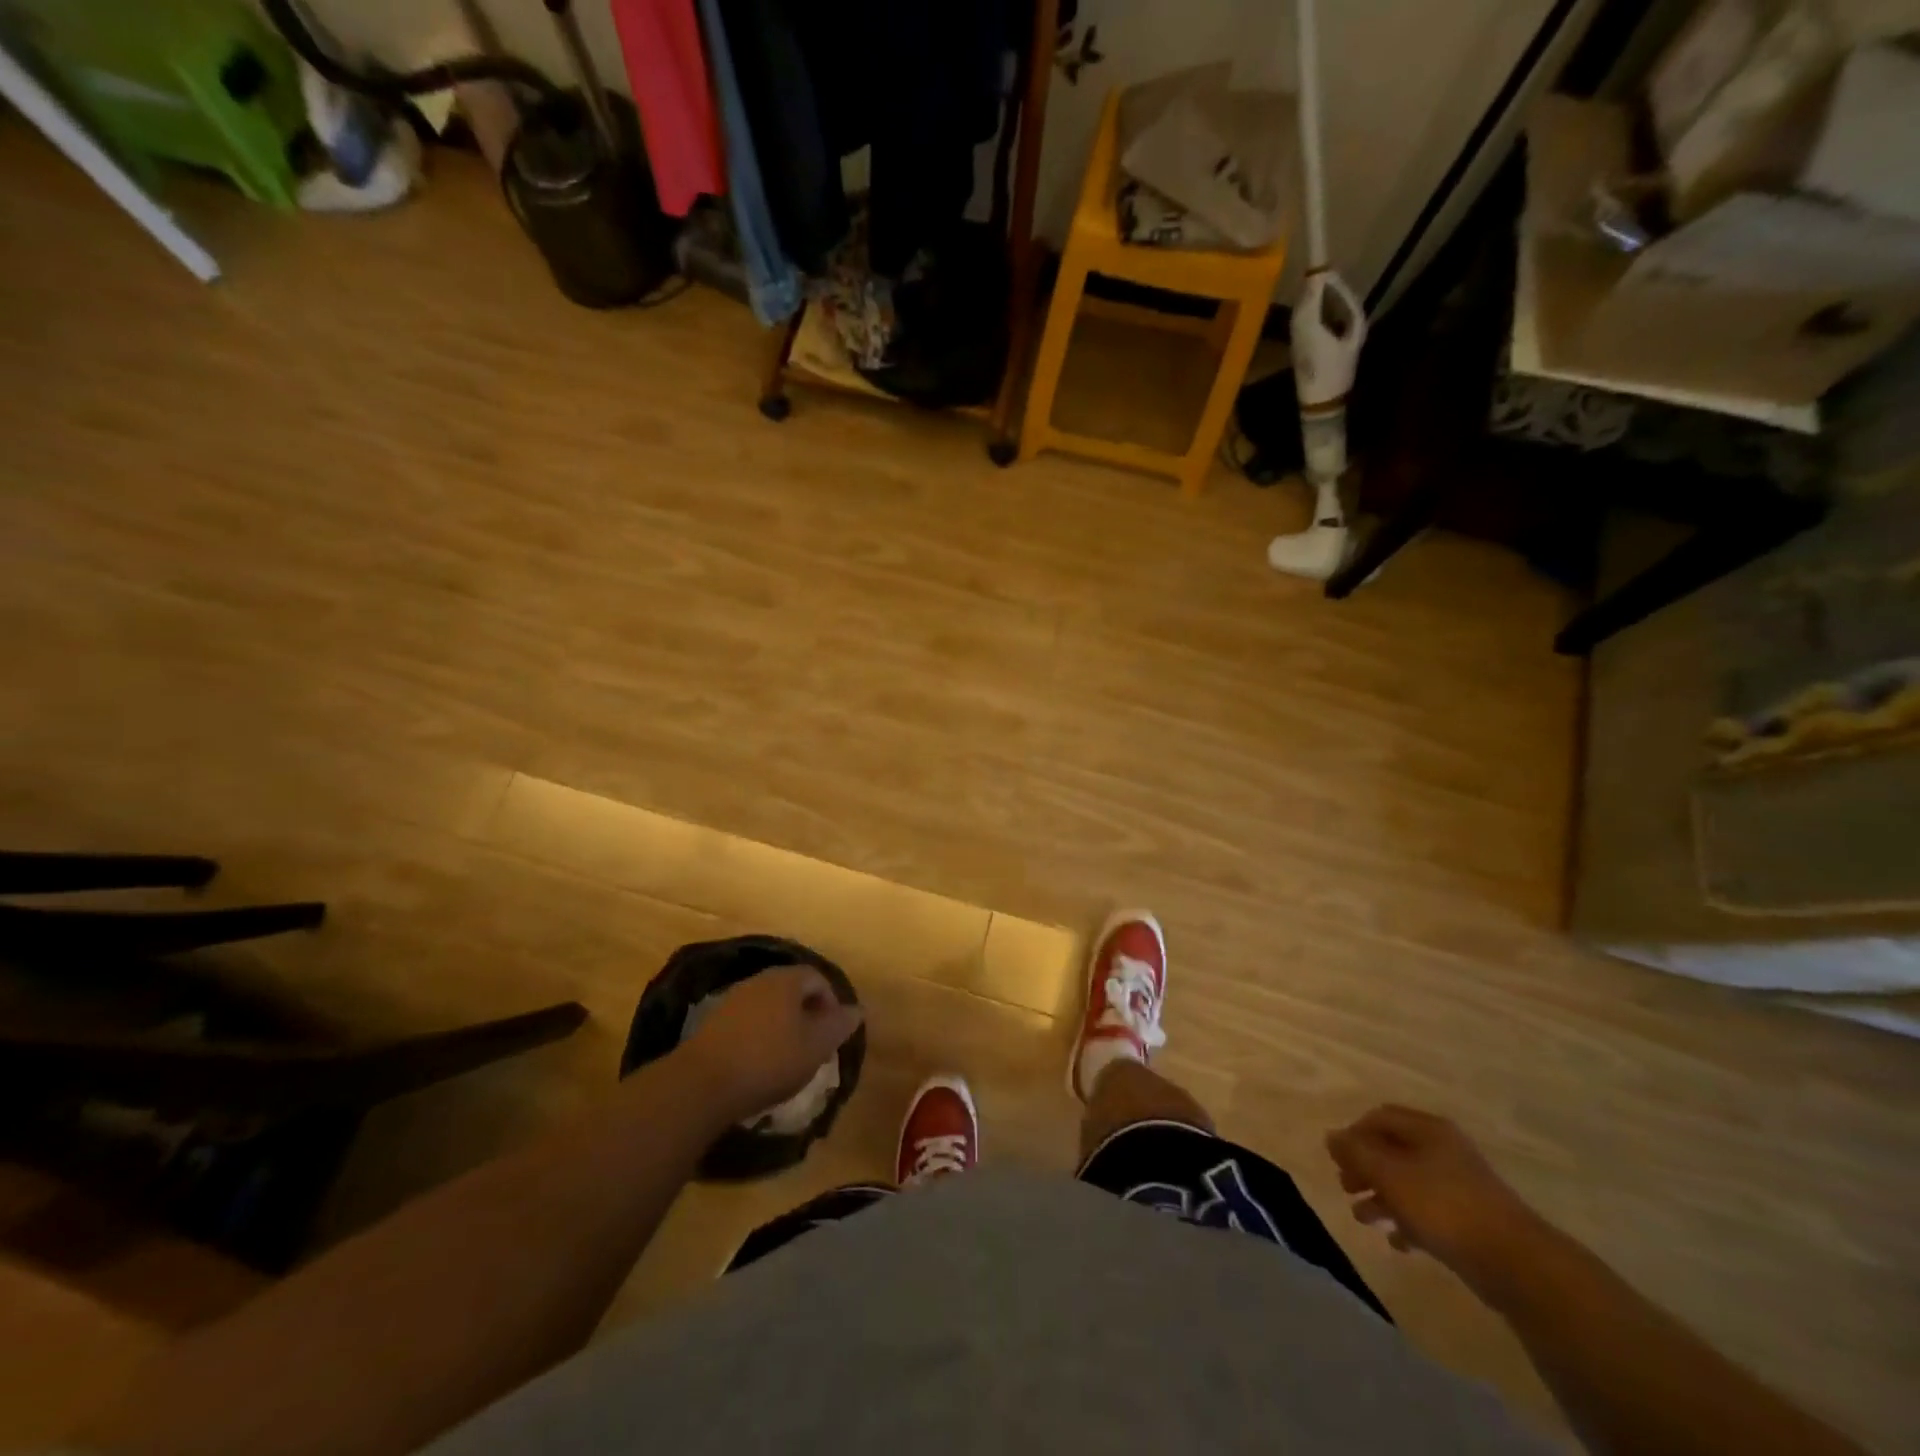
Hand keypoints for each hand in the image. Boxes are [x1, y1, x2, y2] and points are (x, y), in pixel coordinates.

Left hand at [675, 966, 863, 1125]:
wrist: (700, 1085)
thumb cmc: (769, 1060)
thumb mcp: (815, 1046)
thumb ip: (838, 1025)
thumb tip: (857, 1010)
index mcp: (786, 980)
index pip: (818, 977)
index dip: (832, 1003)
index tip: (833, 1034)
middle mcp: (759, 981)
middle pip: (791, 989)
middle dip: (807, 1014)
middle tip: (814, 1046)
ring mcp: (732, 1000)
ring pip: (768, 1006)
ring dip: (782, 1026)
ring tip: (787, 1058)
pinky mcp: (712, 1024)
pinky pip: (747, 1022)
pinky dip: (759, 1037)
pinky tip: (758, 1064)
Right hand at [1326, 1105, 1544, 1297]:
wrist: (1518, 1263)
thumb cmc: (1444, 1207)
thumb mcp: (1390, 1175)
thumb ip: (1356, 1154)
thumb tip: (1331, 1136)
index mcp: (1427, 1130)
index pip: (1379, 1117)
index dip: (1354, 1134)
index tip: (1338, 1159)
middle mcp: (1444, 1150)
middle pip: (1392, 1149)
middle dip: (1365, 1168)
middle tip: (1346, 1187)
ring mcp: (1460, 1185)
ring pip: (1408, 1182)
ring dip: (1381, 1196)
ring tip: (1362, 1218)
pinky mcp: (1471, 1220)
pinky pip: (1429, 1212)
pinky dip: (1408, 1220)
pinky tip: (1396, 1240)